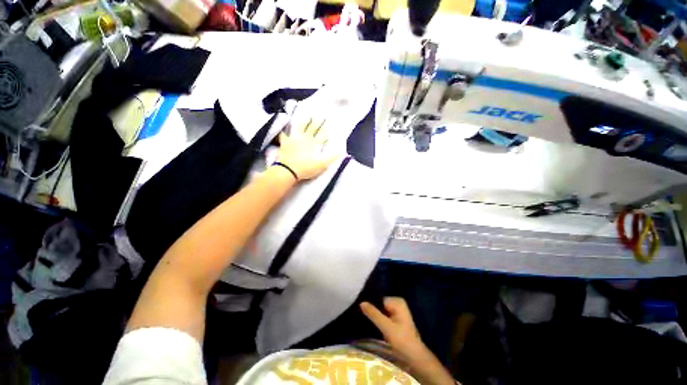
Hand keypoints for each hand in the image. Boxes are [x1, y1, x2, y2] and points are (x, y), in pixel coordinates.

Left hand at [276, 118, 337, 180]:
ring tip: (306, 117)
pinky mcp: (285, 143)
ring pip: (300, 127)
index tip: (328, 122)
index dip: (325, 128)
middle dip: (317, 122)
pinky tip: (284, 130)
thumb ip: (332, 156)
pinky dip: (284, 132)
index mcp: (315, 143)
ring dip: (304, 122)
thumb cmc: (307, 168)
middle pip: (312, 128)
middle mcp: (305, 138)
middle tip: (320, 116)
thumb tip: (341, 148)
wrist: (289, 170)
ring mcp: (294, 139)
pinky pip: (284, 135)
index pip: (322, 134)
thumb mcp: (323, 164)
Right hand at [362, 298, 457, 384]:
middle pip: (379, 304)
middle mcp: (397, 303)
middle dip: (372, 310)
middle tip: (360, 315)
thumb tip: (361, 302)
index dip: (370, 305)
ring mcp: (397, 311)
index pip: (378, 299)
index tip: (359, 309)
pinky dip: (378, 319)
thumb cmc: (403, 341)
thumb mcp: (387, 327)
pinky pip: (383, 315)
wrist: (415, 357)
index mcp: (397, 301)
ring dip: (374, 315)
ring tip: (363, 319)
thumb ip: (374, 314)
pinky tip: (371, 323)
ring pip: (380, 310)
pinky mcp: (395, 319)